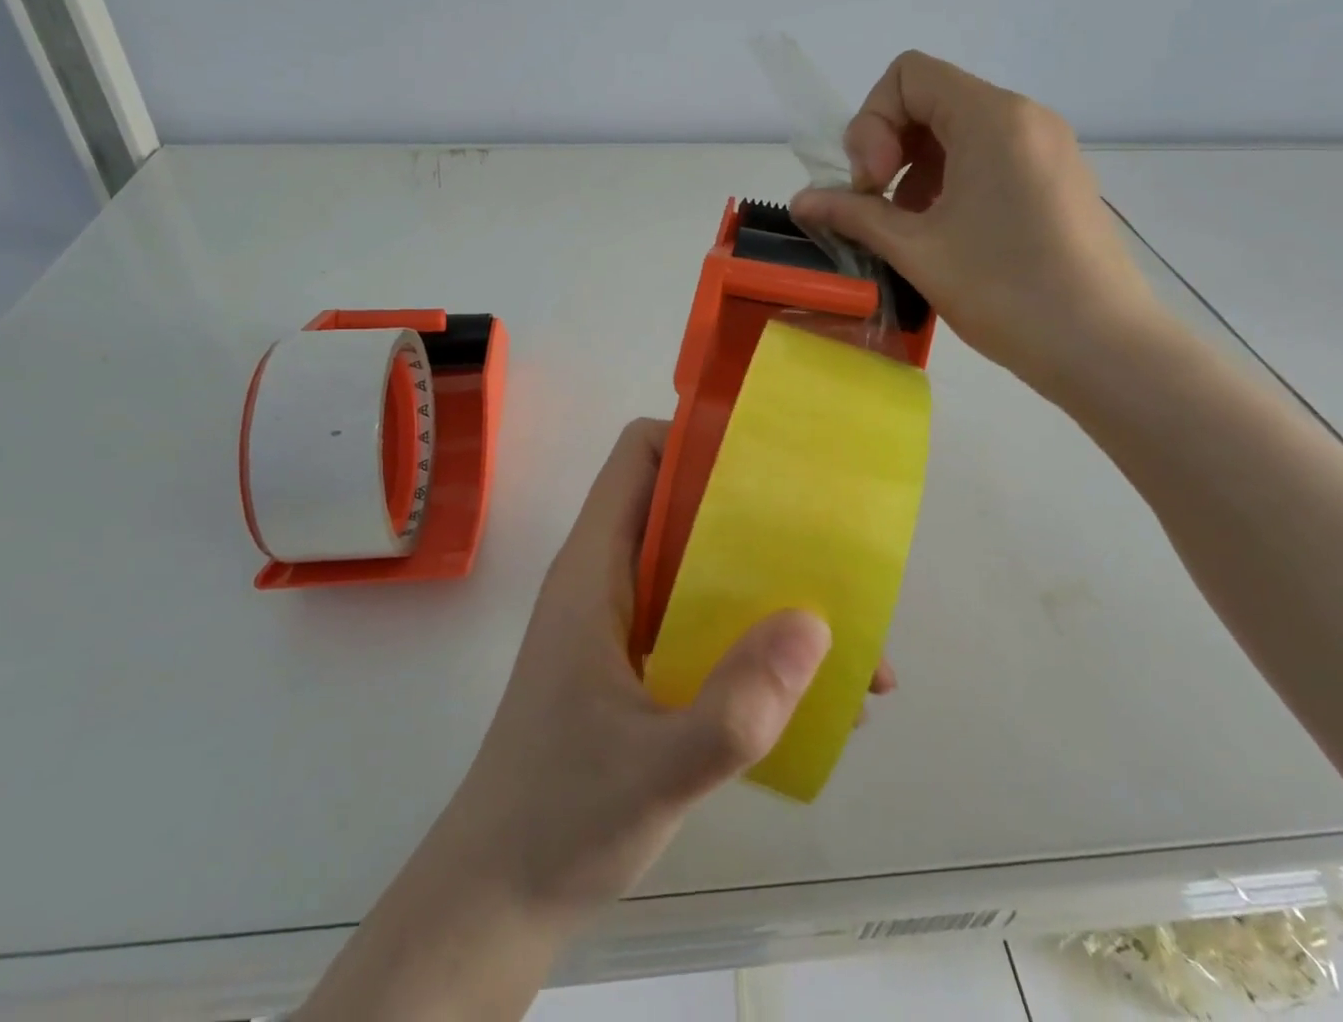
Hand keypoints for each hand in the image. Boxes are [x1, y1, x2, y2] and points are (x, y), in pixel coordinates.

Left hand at [303, 420, 836, 1019]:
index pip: (639, 457)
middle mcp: (609, 580)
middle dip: (758, 521)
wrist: (497, 902)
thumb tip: (815, 624)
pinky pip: (703, 625)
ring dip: (767, 591)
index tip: (768, 464)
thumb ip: (736, 707)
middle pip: (684, 508)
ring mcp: (624, 624)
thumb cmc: (558, 822)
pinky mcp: (638, 667)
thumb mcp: (657, 771)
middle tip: (828, 548)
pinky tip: (810, 694)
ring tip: (844, 637)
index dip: (696, 440)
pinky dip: (752, 640)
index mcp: (595, 569)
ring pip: (701, 571)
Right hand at [793, 50, 1160, 396]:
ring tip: (908, 229)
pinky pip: (986, 157)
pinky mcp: (1055, 179)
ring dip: (914, 170)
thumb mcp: (916, 250)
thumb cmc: (1005, 290)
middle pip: (931, 99)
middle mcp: (1023, 117)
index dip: (872, 122)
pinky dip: (949, 182)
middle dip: (888, 145)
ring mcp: (1045, 148)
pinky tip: (943, 234)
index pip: (908, 74)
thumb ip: (852, 215)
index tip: (873, 183)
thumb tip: (801, 201)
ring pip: (957, 131)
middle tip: (878, 206)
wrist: (1103, 347)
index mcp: (992, 118)